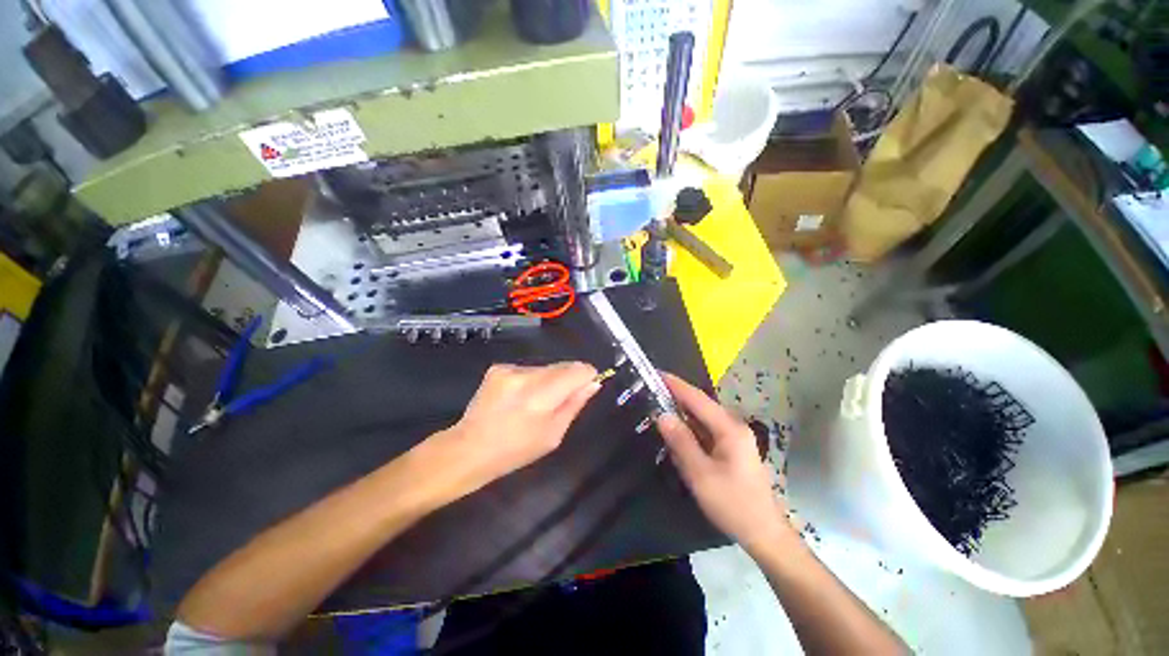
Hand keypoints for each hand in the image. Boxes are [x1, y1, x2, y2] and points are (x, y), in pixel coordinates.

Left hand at [435, 362, 600, 495]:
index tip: (586, 388)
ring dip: (549, 380)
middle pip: (562, 365)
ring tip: (535, 403)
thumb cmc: (516, 449)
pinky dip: (531, 380)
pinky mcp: (498, 367)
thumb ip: (575, 404)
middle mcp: (526, 375)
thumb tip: (593, 383)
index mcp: (541, 396)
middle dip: (567, 379)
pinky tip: (519, 398)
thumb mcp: (553, 435)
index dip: (587, 376)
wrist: (469, 448)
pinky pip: (528, 369)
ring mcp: (509, 369)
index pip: (578, 369)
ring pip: (545, 367)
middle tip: (558, 402)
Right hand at [656, 373, 789, 553]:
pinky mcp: (731, 449)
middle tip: (652, 390)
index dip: (676, 385)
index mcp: (729, 429)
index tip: (656, 374)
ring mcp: (734, 438)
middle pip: (700, 405)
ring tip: (658, 405)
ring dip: (682, 412)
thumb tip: (662, 415)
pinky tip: (676, 430)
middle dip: (677, 396)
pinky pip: (706, 431)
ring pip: (702, 418)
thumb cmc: (732, 503)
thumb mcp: (701, 474)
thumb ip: (681, 442)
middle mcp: (733, 427)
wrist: (763, 533)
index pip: (697, 399)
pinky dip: (689, 427)